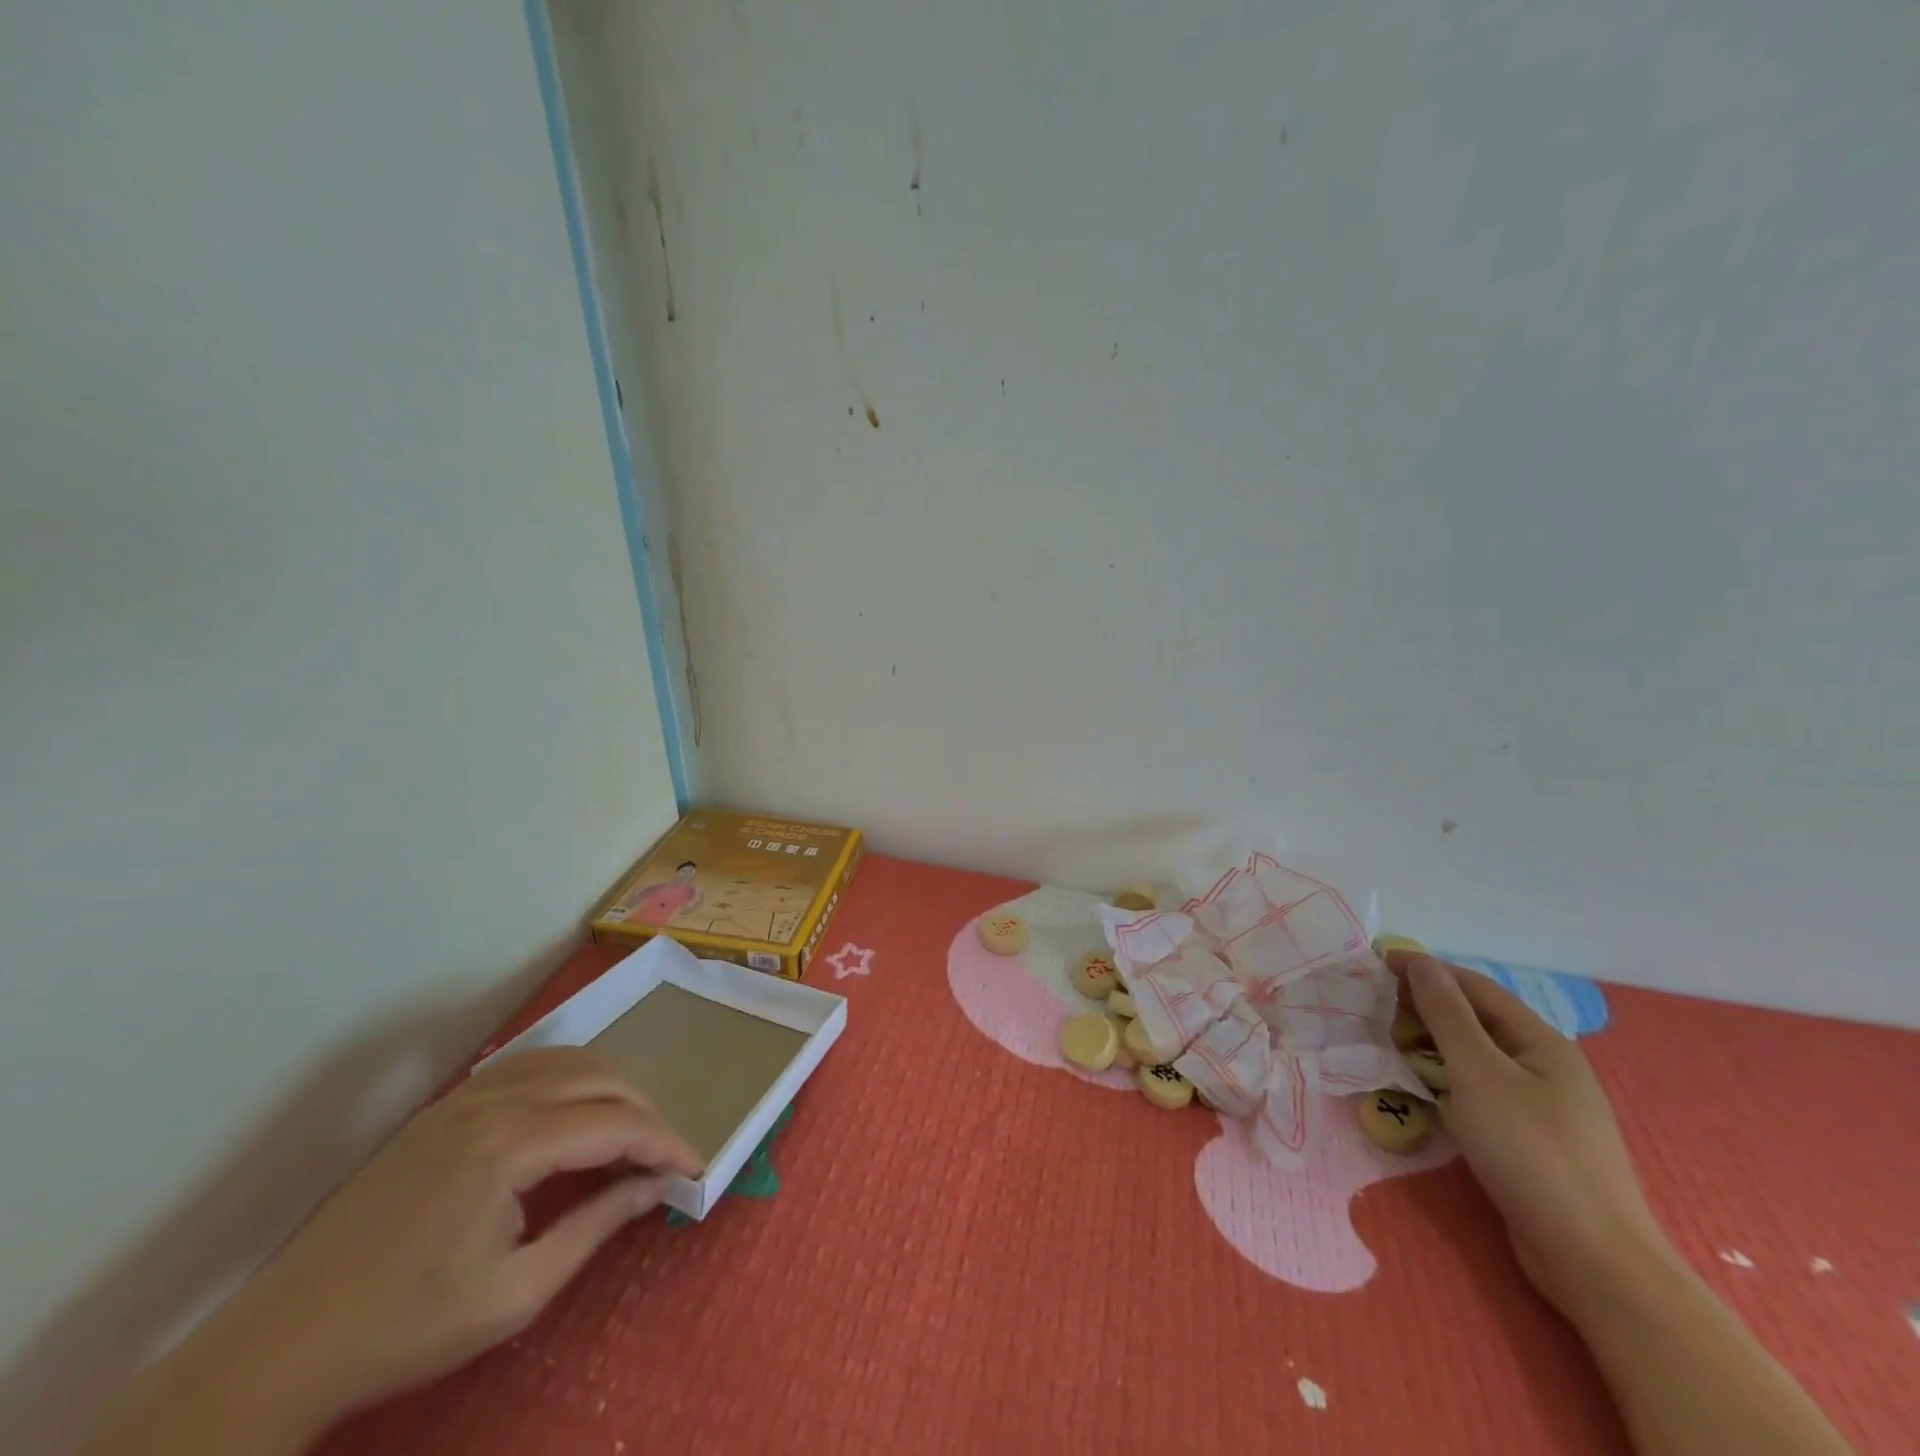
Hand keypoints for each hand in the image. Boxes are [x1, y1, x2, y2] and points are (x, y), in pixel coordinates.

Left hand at [83, 1046, 702, 1454]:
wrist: (282, 1345)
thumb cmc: (405, 1328)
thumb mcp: (514, 1294)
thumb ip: (594, 1227)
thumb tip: (654, 1187)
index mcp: (511, 1144)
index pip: (616, 1124)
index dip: (665, 1143)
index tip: (695, 1168)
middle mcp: (494, 1101)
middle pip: (600, 1079)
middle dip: (646, 1112)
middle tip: (665, 1155)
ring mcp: (464, 1096)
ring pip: (567, 1061)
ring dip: (611, 1087)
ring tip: (629, 1129)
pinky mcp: (443, 1107)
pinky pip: (527, 1066)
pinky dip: (568, 1076)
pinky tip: (573, 1107)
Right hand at [1389, 951, 1670, 1317]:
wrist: (1593, 1260)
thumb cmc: (1532, 1152)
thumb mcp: (1478, 1073)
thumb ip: (1445, 1013)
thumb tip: (1418, 960)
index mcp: (1541, 1041)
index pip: (1473, 986)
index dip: (1424, 970)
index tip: (1375, 964)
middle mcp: (1544, 1065)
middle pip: (1475, 1020)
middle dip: (1424, 1009)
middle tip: (1375, 1013)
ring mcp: (1540, 1105)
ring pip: (1474, 1058)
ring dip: (1431, 1046)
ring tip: (1389, 1049)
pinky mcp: (1529, 1139)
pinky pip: (1478, 1092)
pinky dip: (1445, 1081)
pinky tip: (1421, 1093)